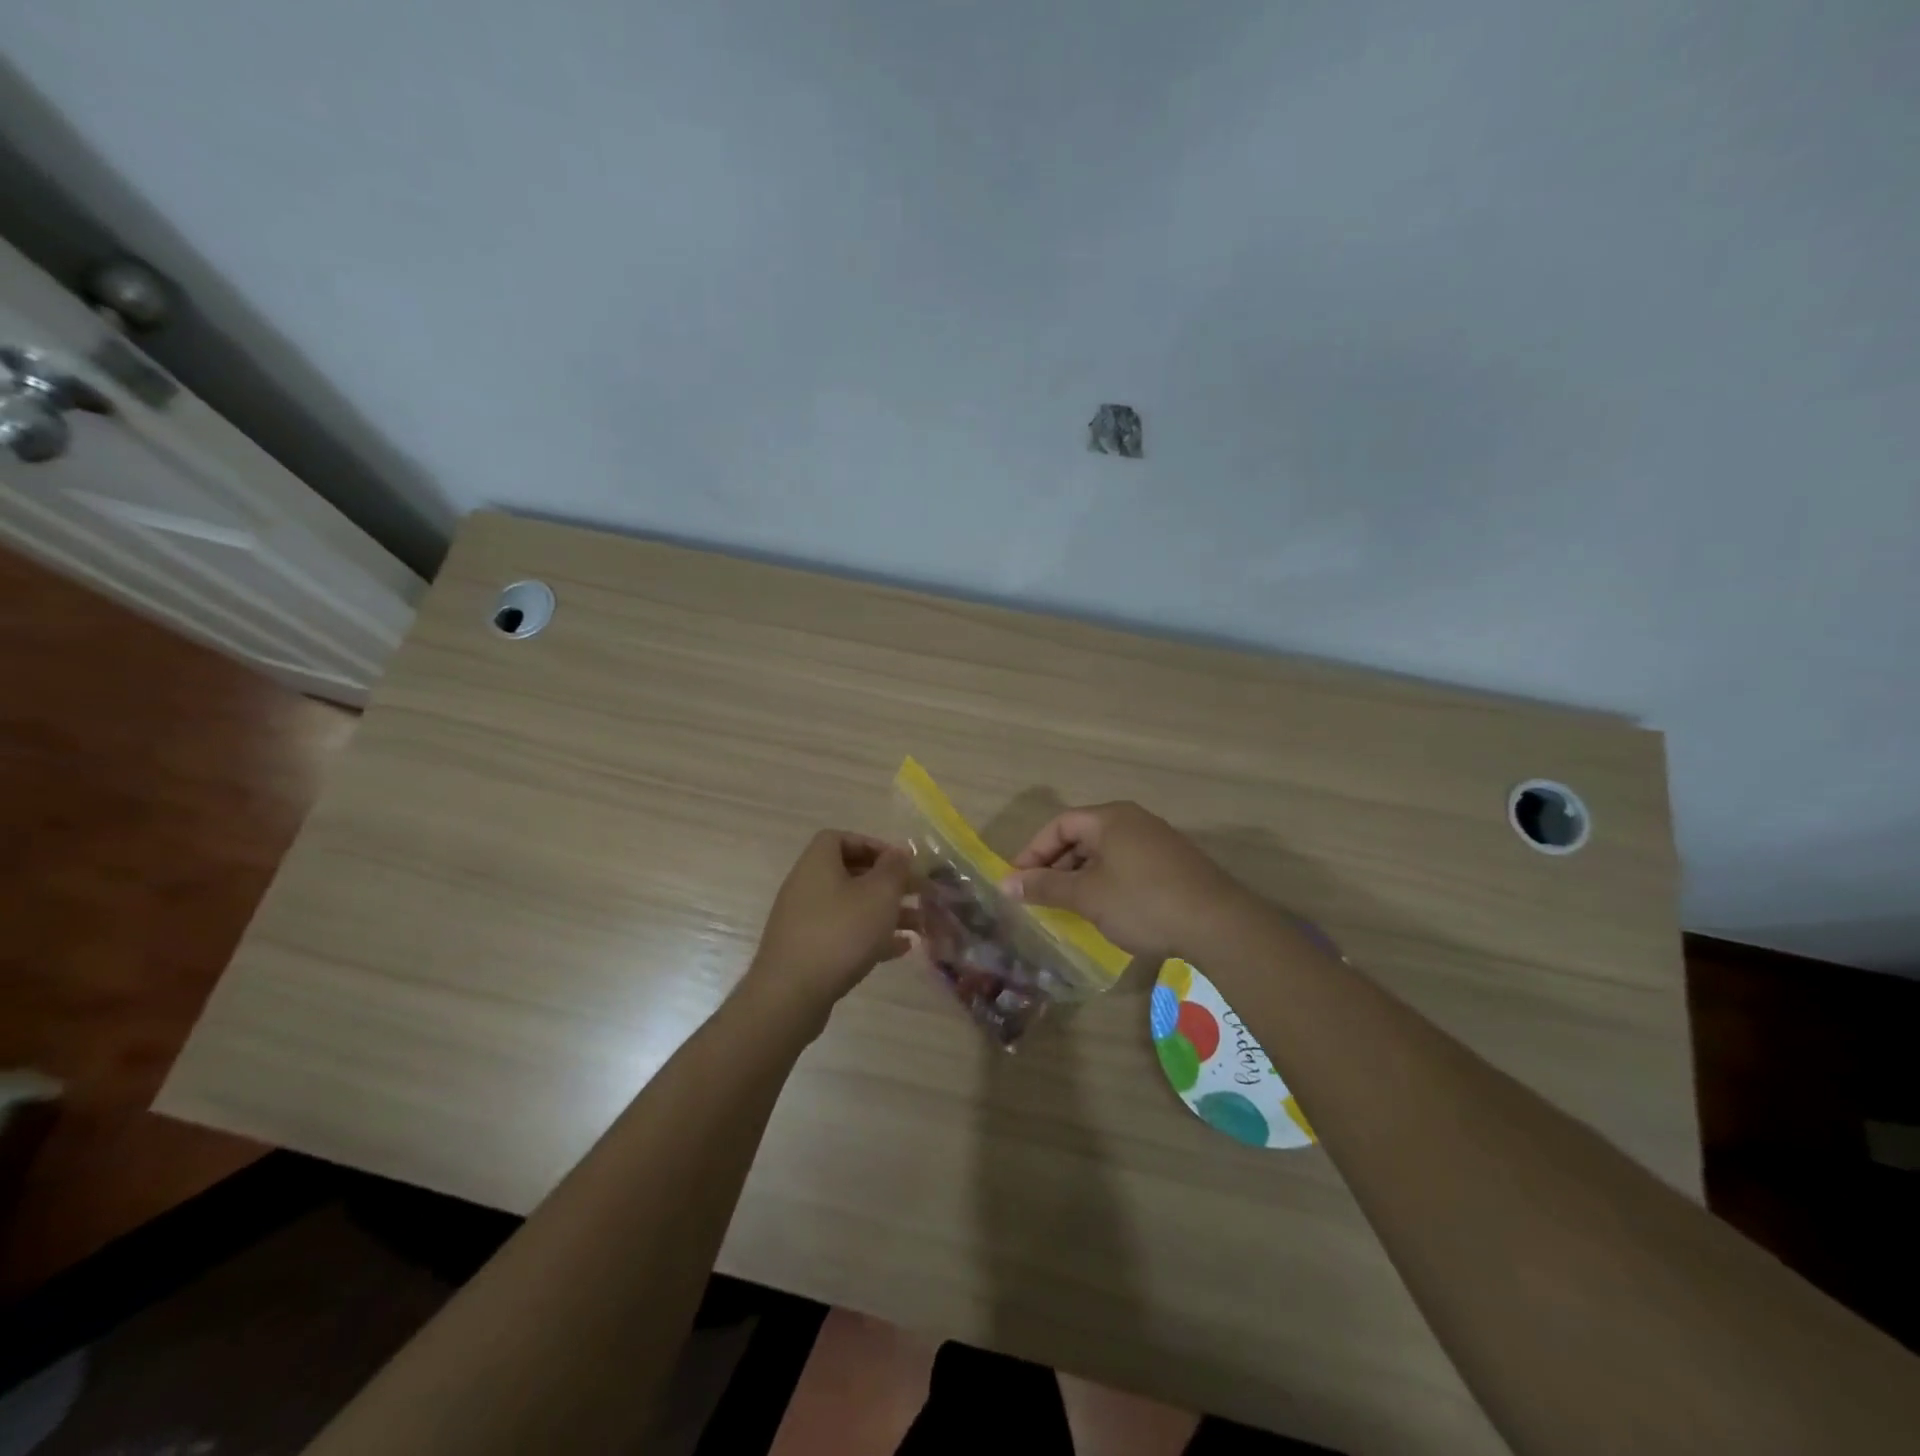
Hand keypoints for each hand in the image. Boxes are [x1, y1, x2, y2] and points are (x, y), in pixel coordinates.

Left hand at [746, 831, 917, 1012]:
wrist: (791, 994)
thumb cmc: (840, 933)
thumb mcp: (879, 894)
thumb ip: (894, 869)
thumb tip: (899, 852)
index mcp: (817, 863)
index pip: (840, 838)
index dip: (872, 845)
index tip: (898, 862)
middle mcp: (806, 886)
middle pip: (849, 874)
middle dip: (886, 883)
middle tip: (916, 893)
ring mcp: (804, 920)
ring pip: (851, 907)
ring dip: (884, 912)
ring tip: (919, 925)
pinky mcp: (807, 951)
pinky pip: (843, 934)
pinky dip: (870, 936)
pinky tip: (900, 949)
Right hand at [999, 802, 1247, 957]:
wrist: (1218, 924)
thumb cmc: (1142, 902)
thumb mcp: (1086, 896)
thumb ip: (1045, 887)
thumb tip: (1006, 883)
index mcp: (1110, 818)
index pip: (1059, 825)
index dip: (1033, 851)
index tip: (1018, 881)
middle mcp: (1133, 820)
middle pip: (1082, 836)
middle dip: (1056, 866)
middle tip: (1040, 896)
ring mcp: (1157, 840)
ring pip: (1105, 853)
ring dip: (1081, 876)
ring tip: (1069, 907)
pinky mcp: (1174, 863)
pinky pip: (1127, 864)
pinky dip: (1107, 882)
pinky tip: (1106, 909)